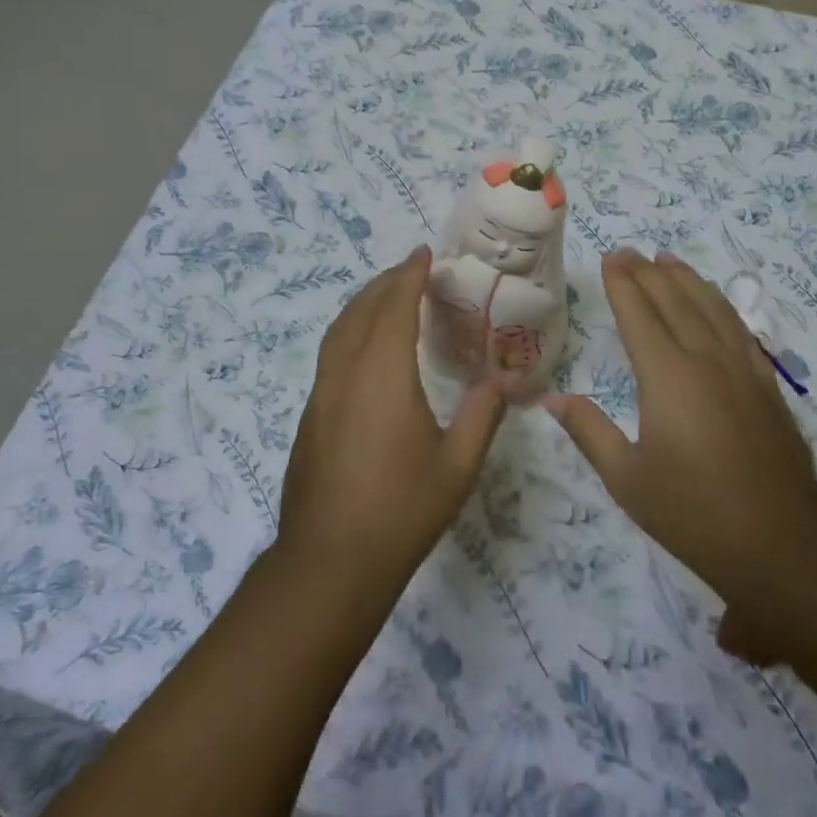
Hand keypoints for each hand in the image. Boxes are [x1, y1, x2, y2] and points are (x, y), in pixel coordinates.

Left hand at [278, 248, 506, 595]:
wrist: (329, 562)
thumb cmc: (400, 510)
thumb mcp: (457, 465)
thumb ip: (483, 414)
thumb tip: (506, 380)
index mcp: (382, 375)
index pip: (394, 307)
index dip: (408, 276)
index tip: (423, 254)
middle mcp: (345, 374)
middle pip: (361, 311)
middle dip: (385, 283)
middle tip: (411, 271)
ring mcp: (321, 395)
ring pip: (338, 332)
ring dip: (363, 305)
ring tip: (388, 299)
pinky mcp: (310, 417)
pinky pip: (331, 355)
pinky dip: (351, 333)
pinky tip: (367, 352)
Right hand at [543, 249, 816, 650]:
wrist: (779, 544)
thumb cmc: (692, 513)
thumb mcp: (627, 479)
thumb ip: (590, 432)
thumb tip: (552, 399)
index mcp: (668, 378)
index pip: (640, 316)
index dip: (623, 284)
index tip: (612, 258)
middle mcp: (706, 361)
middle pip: (675, 302)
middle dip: (649, 273)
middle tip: (630, 252)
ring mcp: (742, 371)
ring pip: (712, 309)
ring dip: (687, 280)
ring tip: (669, 259)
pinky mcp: (766, 387)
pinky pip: (740, 330)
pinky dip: (722, 306)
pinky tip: (715, 304)